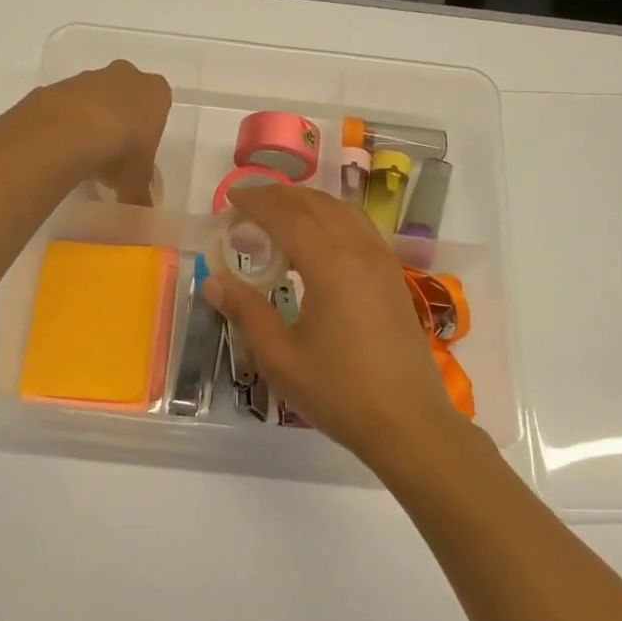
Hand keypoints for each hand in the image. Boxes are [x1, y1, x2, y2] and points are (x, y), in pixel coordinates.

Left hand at [33, 60, 172, 204]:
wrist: (70, 132)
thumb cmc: (121, 151)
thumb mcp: (136, 181)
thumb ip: (140, 195)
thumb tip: (142, 216)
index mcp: (156, 93)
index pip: (159, 106)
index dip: (148, 131)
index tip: (138, 153)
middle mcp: (126, 76)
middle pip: (126, 97)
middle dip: (120, 120)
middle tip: (113, 154)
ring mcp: (90, 77)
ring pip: (95, 98)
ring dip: (91, 120)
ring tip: (84, 156)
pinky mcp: (59, 85)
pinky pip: (67, 105)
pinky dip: (66, 122)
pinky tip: (62, 147)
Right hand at [203, 183, 468, 469]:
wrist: (408, 423)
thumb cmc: (339, 392)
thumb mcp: (280, 358)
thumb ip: (246, 313)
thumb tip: (213, 282)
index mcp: (330, 265)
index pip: (287, 216)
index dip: (256, 202)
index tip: (230, 199)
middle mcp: (360, 251)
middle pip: (316, 205)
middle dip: (279, 197)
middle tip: (248, 204)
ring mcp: (383, 263)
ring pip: (343, 212)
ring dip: (308, 203)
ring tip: (280, 213)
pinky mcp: (394, 278)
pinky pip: (360, 229)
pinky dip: (332, 218)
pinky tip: (320, 239)